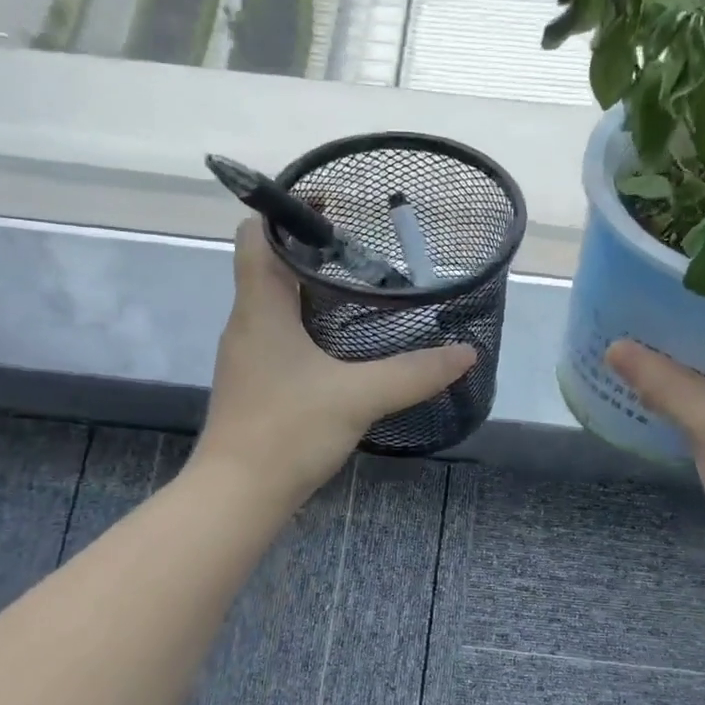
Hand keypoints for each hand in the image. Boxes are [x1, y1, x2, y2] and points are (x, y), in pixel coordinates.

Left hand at [193, 220, 475, 504]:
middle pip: (271, 264)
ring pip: (277, 302)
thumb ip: (415, 373)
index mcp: (259, 307)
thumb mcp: (359, 396)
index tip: (334, 209)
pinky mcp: (258, 383)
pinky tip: (348, 345)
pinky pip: (283, 335)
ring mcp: (249, 355)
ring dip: (315, 290)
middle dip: (315, 250)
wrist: (237, 496)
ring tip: (366, 291)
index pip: (255, 234)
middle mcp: (247, 322)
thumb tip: (466, 353)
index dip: (286, 212)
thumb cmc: (288, 431)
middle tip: (367, 251)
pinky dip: (312, 326)